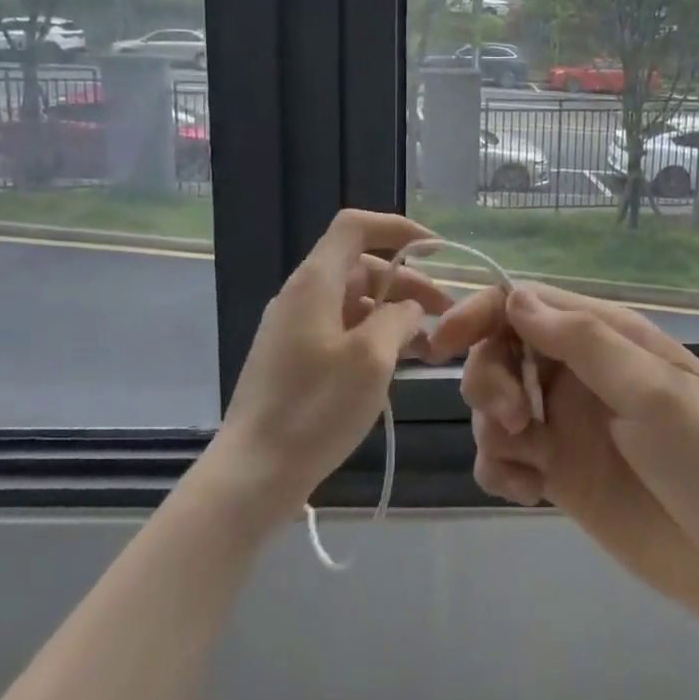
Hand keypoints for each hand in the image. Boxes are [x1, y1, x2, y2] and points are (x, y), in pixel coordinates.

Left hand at [208, 209, 448, 528]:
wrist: (253, 473)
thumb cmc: (315, 408)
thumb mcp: (371, 358)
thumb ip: (398, 318)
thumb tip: (407, 309)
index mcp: (315, 282)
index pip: (355, 226)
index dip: (397, 228)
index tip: (436, 250)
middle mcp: (302, 295)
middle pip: (361, 267)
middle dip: (407, 283)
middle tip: (445, 313)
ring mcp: (295, 328)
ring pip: (355, 302)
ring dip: (394, 314)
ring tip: (431, 346)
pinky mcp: (295, 358)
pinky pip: (342, 330)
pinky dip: (374, 337)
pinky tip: (399, 364)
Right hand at [432, 283, 698, 650]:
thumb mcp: (653, 391)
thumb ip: (582, 342)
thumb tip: (514, 298)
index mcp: (607, 337)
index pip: (527, 305)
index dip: (480, 314)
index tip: (441, 344)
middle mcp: (581, 373)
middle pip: (502, 350)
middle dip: (489, 377)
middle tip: (513, 418)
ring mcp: (569, 424)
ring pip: (497, 403)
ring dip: (492, 424)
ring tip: (525, 461)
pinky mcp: (561, 475)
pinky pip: (506, 455)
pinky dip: (500, 467)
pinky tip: (526, 492)